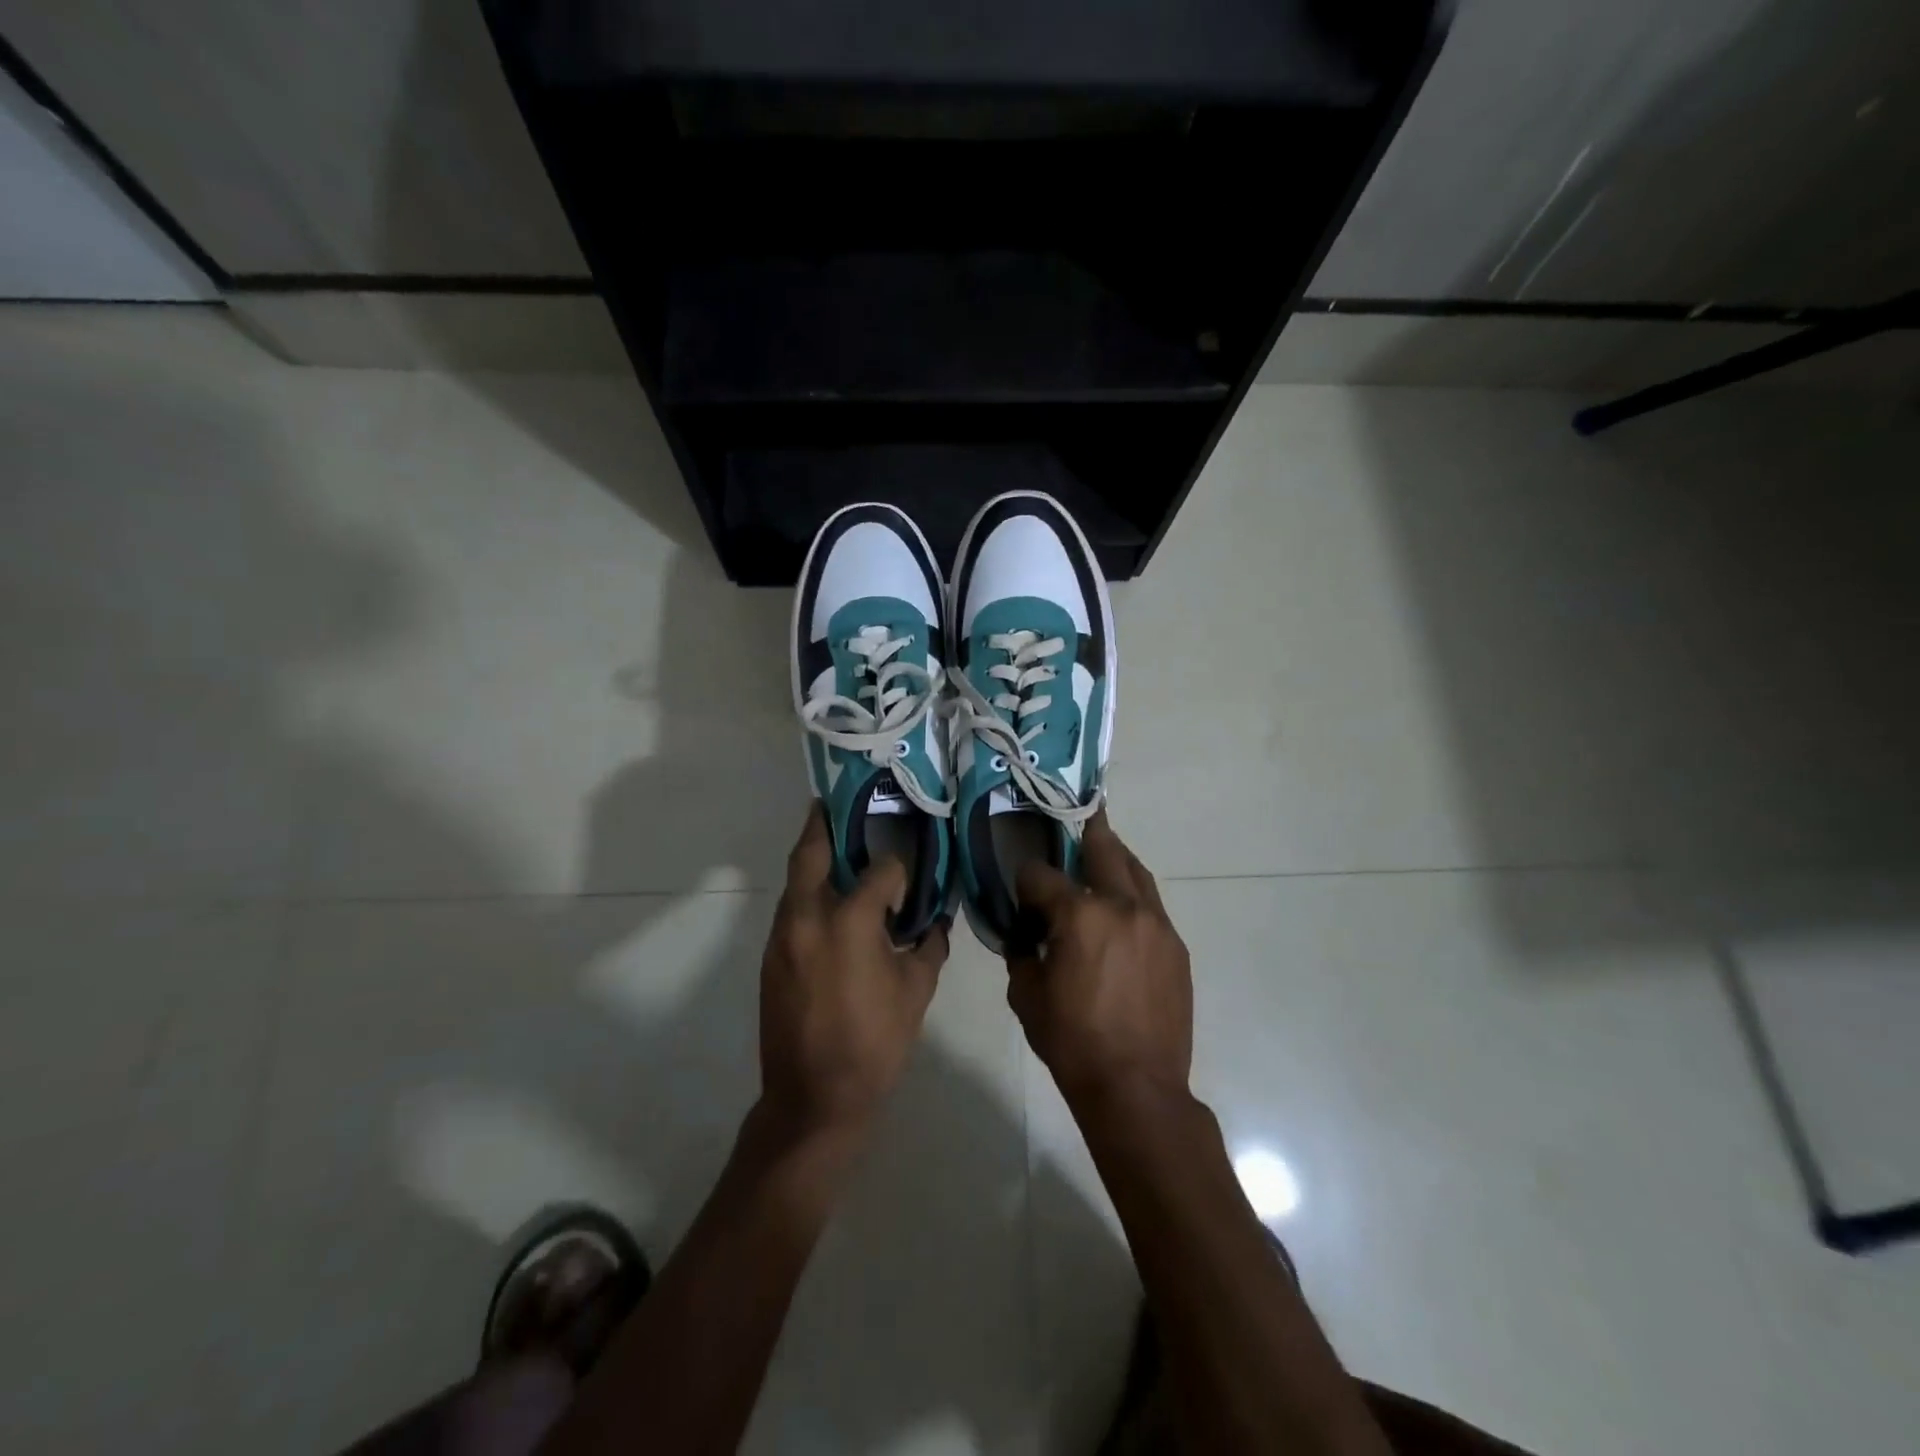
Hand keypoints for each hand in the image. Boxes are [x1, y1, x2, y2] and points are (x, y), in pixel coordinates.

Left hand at [758, 807, 949, 1137]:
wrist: (812, 1098)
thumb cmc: (874, 1043)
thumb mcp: (916, 992)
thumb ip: (928, 947)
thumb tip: (936, 921)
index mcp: (850, 921)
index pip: (879, 871)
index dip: (897, 870)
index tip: (907, 879)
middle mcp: (808, 917)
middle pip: (811, 853)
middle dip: (823, 824)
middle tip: (836, 803)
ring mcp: (782, 936)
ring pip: (795, 880)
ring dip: (813, 859)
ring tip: (836, 846)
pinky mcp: (770, 956)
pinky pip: (790, 909)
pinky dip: (807, 894)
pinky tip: (829, 903)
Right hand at [1008, 814, 1192, 1110]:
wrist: (1137, 1087)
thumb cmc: (1072, 1042)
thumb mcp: (1026, 996)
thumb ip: (1022, 953)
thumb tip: (1027, 934)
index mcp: (1079, 915)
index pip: (1042, 874)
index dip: (1026, 877)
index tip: (1021, 888)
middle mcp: (1121, 906)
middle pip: (1102, 848)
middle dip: (1086, 831)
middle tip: (1079, 815)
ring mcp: (1155, 923)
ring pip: (1135, 871)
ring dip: (1115, 858)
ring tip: (1102, 852)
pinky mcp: (1175, 945)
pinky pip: (1151, 904)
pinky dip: (1133, 895)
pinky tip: (1121, 910)